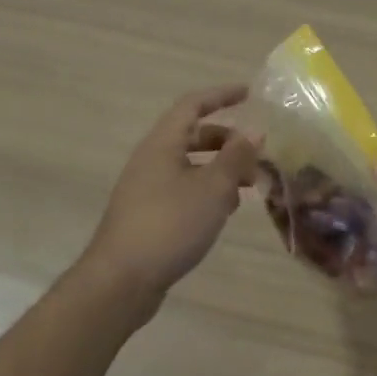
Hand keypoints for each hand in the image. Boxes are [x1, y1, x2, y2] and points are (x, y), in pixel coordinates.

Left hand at [80, 85, 259, 307]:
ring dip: (220, 169)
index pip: (192, 105)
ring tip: (249, 185)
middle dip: (227, 140)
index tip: (249, 93)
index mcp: (162, 144)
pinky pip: (183, 189)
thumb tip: (254, 131)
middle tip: (256, 152)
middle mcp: (151, 159)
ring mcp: (146, 188)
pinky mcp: (148, 215)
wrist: (120, 282)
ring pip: (190, 165)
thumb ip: (236, 158)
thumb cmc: (169, 225)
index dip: (221, 95)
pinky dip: (207, 191)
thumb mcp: (212, 189)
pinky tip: (225, 211)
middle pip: (192, 136)